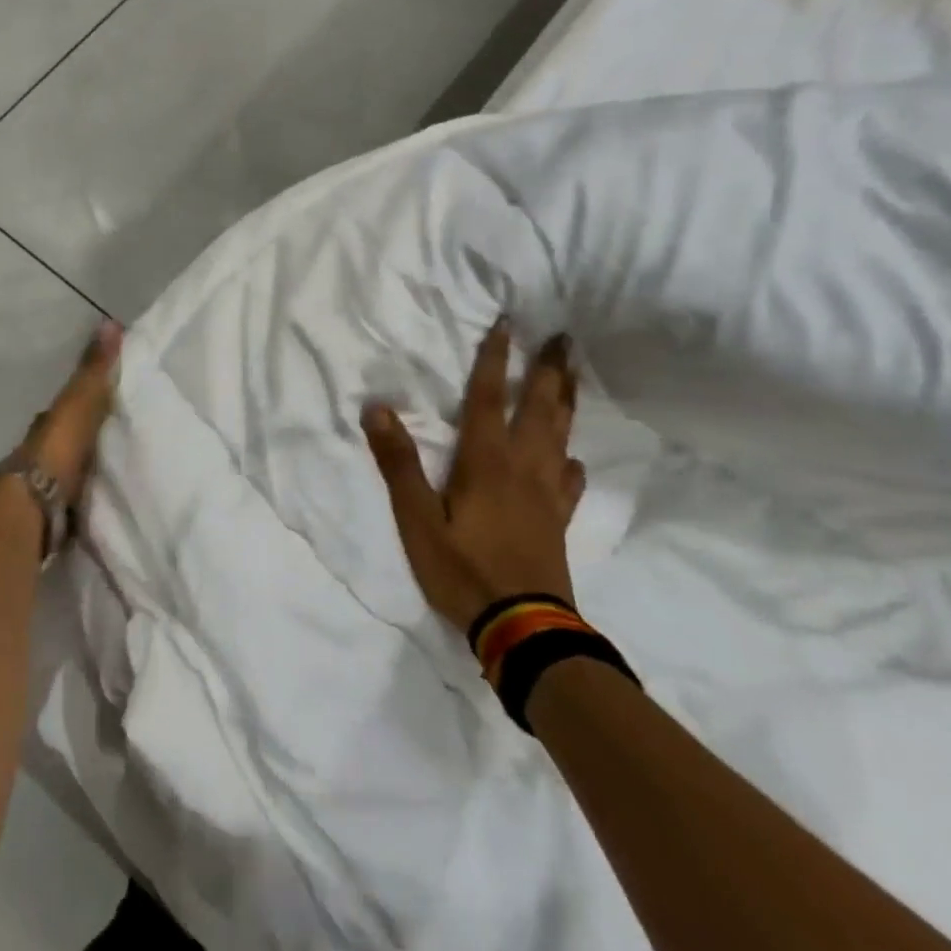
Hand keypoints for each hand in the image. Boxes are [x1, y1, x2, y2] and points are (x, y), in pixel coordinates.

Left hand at [20, 320, 122, 499]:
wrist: (28, 509)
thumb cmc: (54, 452)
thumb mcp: (78, 404)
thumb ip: (93, 371)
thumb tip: (110, 323)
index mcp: (44, 429)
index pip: (60, 413)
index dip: (78, 406)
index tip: (100, 404)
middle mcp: (35, 458)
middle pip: (58, 448)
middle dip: (77, 446)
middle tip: (107, 447)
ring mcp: (36, 493)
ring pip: (60, 479)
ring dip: (75, 479)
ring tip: (104, 482)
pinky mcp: (43, 525)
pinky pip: (64, 510)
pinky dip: (76, 508)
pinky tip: (91, 513)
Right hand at [362, 321, 585, 633]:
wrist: (522, 627)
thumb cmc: (462, 570)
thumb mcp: (417, 519)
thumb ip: (398, 464)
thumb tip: (377, 409)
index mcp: (486, 462)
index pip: (489, 398)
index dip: (495, 359)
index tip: (508, 323)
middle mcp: (523, 468)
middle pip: (540, 409)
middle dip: (548, 370)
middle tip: (563, 338)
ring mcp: (546, 495)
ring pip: (561, 437)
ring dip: (567, 402)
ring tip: (573, 377)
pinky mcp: (558, 522)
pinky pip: (570, 482)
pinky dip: (572, 463)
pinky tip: (573, 460)